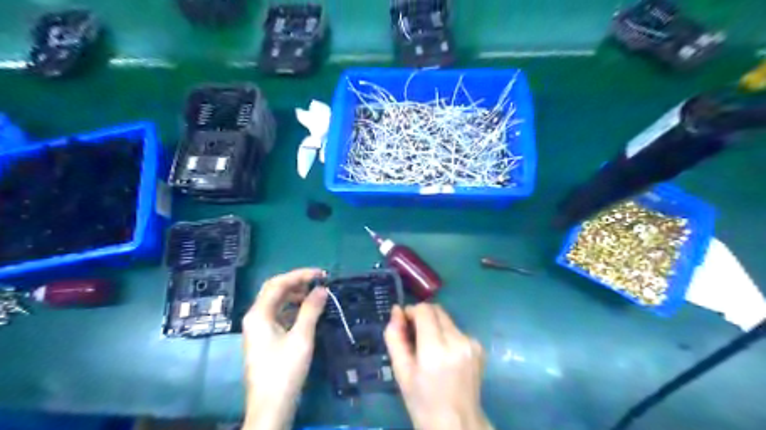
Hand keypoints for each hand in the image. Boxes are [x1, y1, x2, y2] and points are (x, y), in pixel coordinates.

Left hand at [242, 268, 324, 428]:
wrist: (270, 407)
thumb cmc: (285, 370)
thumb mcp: (301, 337)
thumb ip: (311, 309)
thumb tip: (322, 289)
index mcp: (259, 314)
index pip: (278, 283)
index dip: (300, 275)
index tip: (322, 274)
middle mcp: (255, 317)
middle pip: (274, 290)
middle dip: (297, 283)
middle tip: (319, 282)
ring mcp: (258, 328)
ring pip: (276, 302)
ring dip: (295, 295)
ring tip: (316, 295)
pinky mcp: (264, 338)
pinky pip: (278, 314)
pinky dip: (293, 308)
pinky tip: (307, 311)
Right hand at [386, 303, 492, 429]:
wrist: (457, 424)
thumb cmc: (422, 401)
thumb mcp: (400, 371)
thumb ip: (395, 337)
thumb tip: (396, 310)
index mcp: (435, 350)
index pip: (424, 310)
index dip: (411, 311)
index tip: (404, 323)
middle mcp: (457, 341)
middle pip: (437, 310)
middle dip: (423, 316)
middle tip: (414, 335)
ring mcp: (471, 343)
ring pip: (447, 319)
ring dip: (435, 326)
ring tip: (430, 349)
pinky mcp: (479, 346)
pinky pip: (457, 330)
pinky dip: (447, 335)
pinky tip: (445, 355)